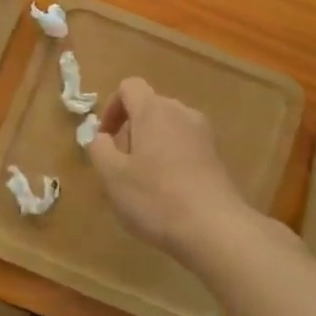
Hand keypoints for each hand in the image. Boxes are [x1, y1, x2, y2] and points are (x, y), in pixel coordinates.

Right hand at [88, 77, 253, 260]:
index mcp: (154, 110)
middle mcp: (182, 112)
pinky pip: (186, 145)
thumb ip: (99, 148)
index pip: (129, 87)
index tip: (105, 139)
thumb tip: (101, 136)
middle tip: (121, 165)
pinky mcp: (217, 156)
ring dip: (151, 145)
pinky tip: (168, 192)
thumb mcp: (112, 176)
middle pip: (150, 107)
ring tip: (144, 181)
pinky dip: (171, 158)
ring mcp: (204, 134)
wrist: (215, 228)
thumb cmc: (156, 198)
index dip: (112, 108)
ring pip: (168, 127)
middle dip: (131, 130)